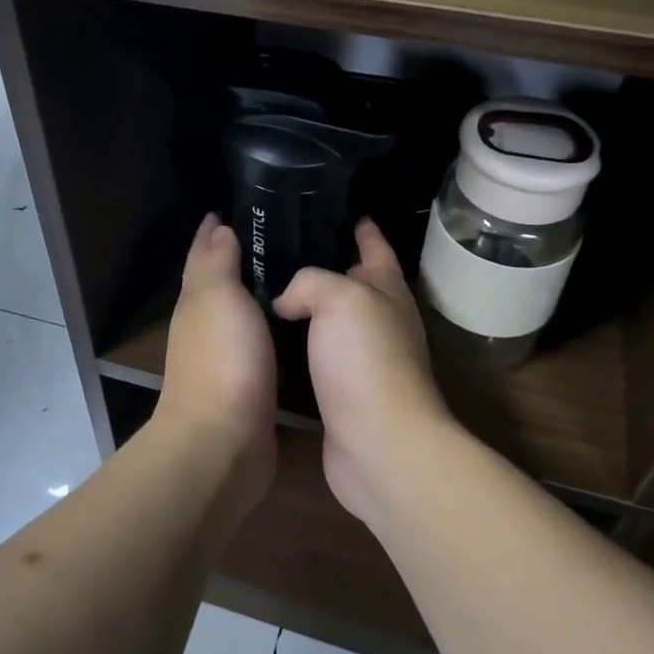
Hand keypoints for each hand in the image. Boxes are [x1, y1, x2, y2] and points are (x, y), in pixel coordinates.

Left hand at [157, 216, 277, 509]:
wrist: (223, 443)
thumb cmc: (222, 361)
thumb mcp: (217, 298)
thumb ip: (217, 262)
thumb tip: (219, 228)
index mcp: (197, 300)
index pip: (204, 253)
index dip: (216, 230)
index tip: (242, 206)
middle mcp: (207, 325)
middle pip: (222, 279)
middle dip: (241, 254)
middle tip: (283, 232)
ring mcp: (227, 356)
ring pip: (243, 311)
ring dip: (260, 290)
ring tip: (298, 269)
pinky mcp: (250, 383)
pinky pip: (261, 341)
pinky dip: (272, 324)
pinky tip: (296, 320)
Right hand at [273, 218, 451, 526]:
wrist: (380, 444)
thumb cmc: (366, 360)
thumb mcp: (340, 298)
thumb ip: (310, 281)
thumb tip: (286, 300)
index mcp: (387, 290)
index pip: (376, 246)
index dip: (362, 226)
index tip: (339, 209)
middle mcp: (379, 320)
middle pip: (352, 282)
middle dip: (326, 263)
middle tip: (281, 246)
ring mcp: (362, 358)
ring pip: (331, 320)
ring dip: (307, 305)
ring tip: (266, 287)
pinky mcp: (342, 391)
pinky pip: (316, 354)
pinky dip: (297, 342)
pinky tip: (268, 337)